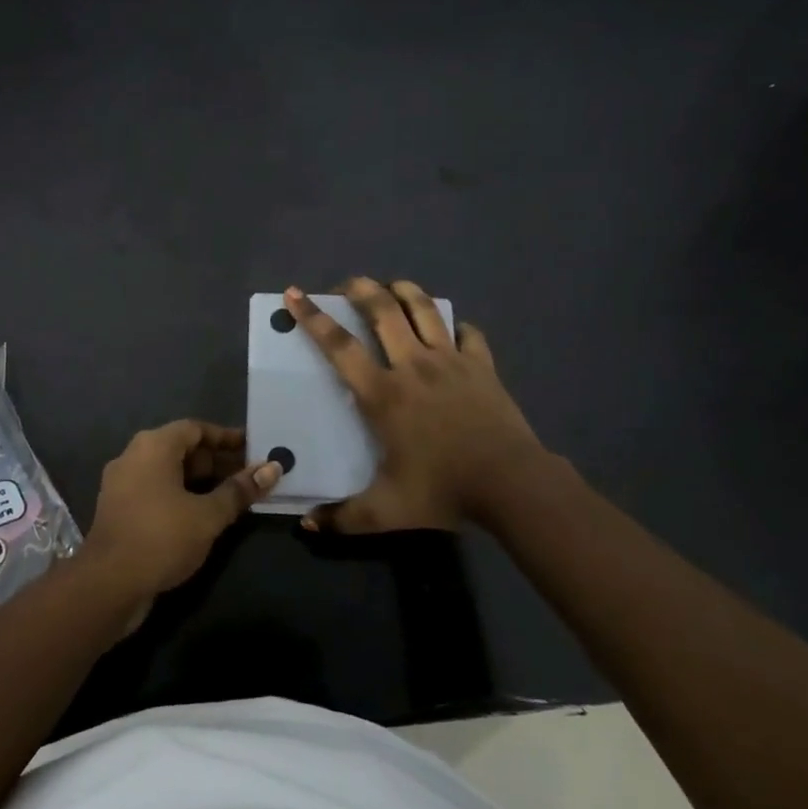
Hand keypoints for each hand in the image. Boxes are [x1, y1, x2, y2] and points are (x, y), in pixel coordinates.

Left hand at [83, 421, 281, 601]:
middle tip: (250, 476)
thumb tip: (272, 468)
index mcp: (153, 446)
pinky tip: (204, 516)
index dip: (226, 437)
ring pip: (169, 472)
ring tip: (234, 497)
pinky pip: (156, 491)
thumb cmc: (161, 538)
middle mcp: (133, 456)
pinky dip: (181, 496)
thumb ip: (239, 490)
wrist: (107, 585)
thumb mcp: (208, 515)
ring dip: (201, 481)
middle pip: (181, 449)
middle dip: (217, 461)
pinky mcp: (119, 510)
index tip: (254, 448)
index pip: (195, 428)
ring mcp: (122, 484)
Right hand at [285, 278, 545, 532]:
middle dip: (361, 289)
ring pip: (424, 309)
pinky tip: (452, 329)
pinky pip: (468, 334)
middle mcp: (413, 365)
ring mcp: (451, 361)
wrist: (511, 483)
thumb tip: (308, 524)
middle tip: (348, 284)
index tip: (296, 294)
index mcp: (383, 394)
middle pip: (383, 310)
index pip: (339, 346)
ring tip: (392, 286)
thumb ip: (344, 517)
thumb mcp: (386, 511)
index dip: (314, 318)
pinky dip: (456, 326)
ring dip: (405, 291)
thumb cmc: (443, 490)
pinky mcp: (482, 366)